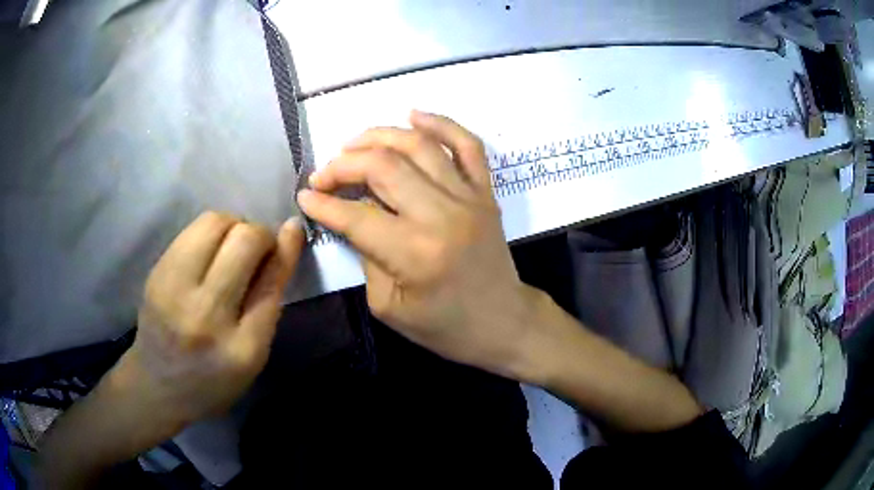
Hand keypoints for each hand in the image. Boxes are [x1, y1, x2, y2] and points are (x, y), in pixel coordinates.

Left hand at [116, 212, 303, 431]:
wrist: (158, 385)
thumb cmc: (214, 379)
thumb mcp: (253, 355)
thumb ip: (269, 299)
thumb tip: (288, 235)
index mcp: (242, 348)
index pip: (272, 279)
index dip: (286, 247)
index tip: (292, 230)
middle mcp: (206, 315)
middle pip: (243, 240)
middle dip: (260, 234)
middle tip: (257, 251)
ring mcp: (175, 290)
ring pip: (214, 223)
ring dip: (233, 226)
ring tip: (230, 248)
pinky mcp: (156, 273)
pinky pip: (192, 230)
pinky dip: (210, 233)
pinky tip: (208, 254)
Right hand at [298, 111, 541, 378]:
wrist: (503, 322)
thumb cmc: (445, 326)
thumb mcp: (389, 306)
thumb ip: (366, 256)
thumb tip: (349, 217)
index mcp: (414, 254)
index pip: (356, 215)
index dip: (323, 203)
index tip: (305, 196)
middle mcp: (442, 215)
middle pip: (383, 167)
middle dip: (344, 165)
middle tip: (325, 174)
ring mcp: (469, 197)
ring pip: (419, 146)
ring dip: (380, 136)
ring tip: (354, 143)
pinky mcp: (486, 192)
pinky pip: (468, 145)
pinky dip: (441, 124)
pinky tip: (414, 115)